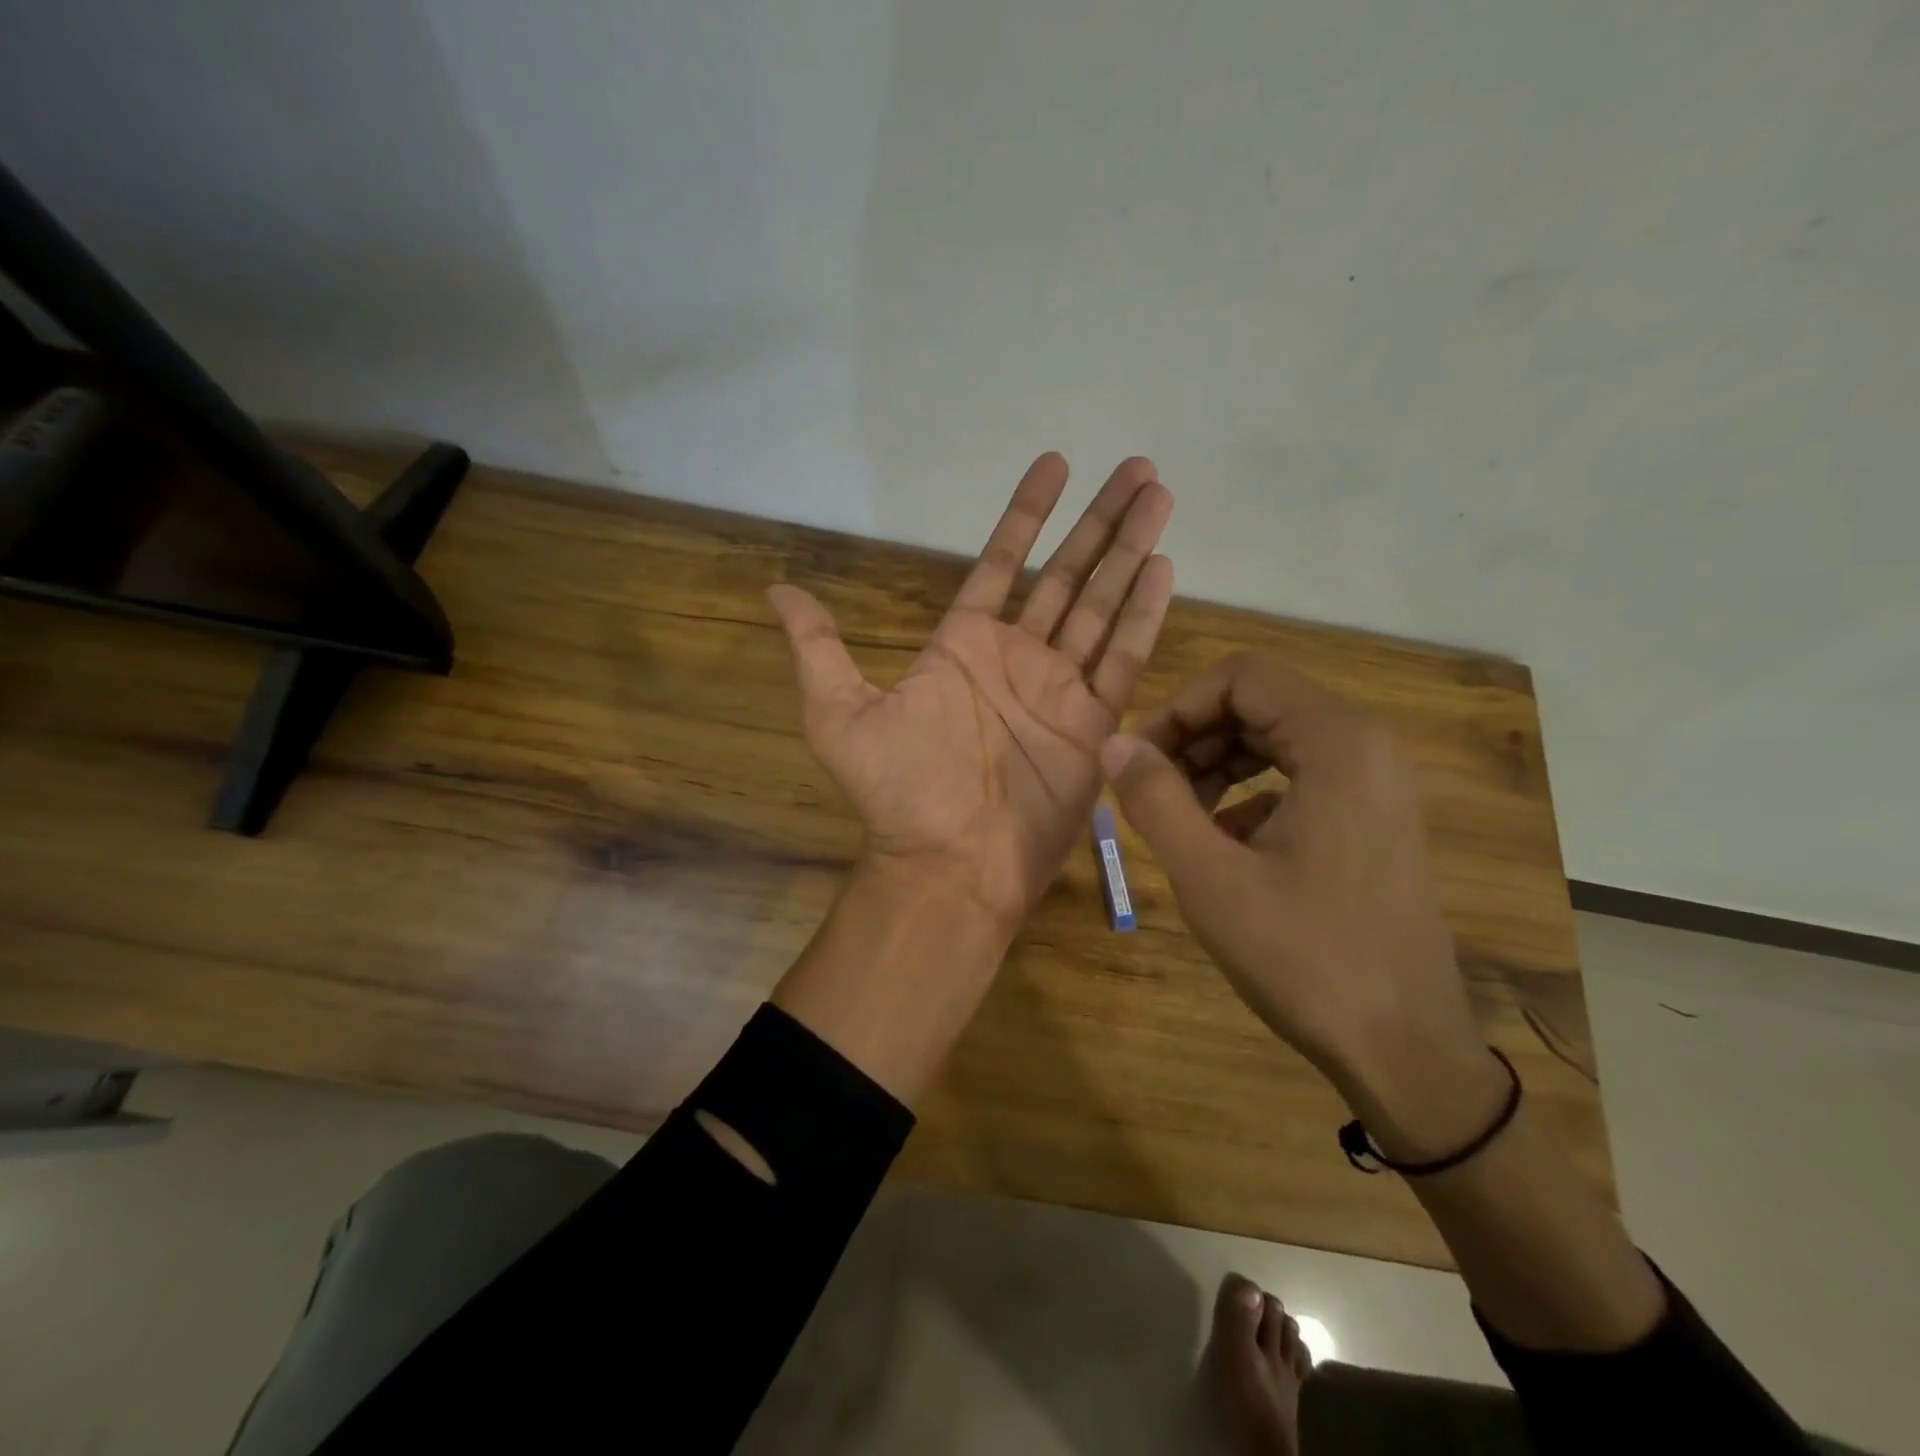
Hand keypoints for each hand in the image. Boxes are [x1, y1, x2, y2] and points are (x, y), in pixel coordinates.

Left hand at [770, 453, 1173, 931]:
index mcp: (963, 645)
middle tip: (1136, 466)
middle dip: (1100, 521)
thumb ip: (819, 649)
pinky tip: (1163, 567)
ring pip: (1102, 604)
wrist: (948, 862)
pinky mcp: (1094, 723)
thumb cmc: (898, 791)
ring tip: (1159, 496)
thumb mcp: (840, 714)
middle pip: (1066, 573)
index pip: (1002, 563)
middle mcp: (1017, 657)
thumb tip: (776, 590)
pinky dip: (1144, 615)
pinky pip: (1123, 659)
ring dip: (1130, 551)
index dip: (1027, 515)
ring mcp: (1060, 688)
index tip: (1055, 464)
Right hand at [1099, 654, 1488, 1101]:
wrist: (1404, 1050)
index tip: (1138, 759)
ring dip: (1217, 765)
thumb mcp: (1210, 876)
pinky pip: (1299, 779)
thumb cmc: (1304, 957)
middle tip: (1149, 790)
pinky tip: (1223, 848)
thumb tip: (1112, 743)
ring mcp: (1377, 785)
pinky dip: (1249, 796)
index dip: (1178, 707)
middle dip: (1194, 737)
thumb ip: (1155, 798)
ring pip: (1276, 741)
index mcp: (1337, 742)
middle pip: (1259, 704)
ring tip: (1178, 817)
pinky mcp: (1374, 820)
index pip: (1240, 677)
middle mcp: (1366, 747)